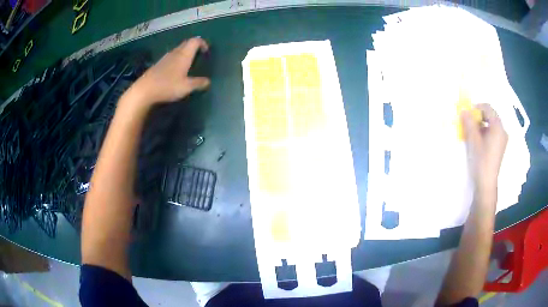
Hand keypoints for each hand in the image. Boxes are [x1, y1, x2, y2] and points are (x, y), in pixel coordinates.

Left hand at [127, 37, 209, 106]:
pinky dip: (177, 59)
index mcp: (184, 55)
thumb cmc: (167, 86)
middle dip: (194, 47)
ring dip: (185, 53)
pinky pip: (171, 57)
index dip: (202, 43)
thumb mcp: (186, 87)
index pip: (195, 41)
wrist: (144, 90)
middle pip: (186, 43)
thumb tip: (208, 82)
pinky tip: (176, 70)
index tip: (206, 51)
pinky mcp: (158, 64)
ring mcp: (165, 58)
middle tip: (199, 56)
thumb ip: (198, 83)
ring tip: (189, 63)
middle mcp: (175, 53)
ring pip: (178, 50)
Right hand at [462, 103, 507, 191]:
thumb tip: (463, 110)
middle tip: (469, 124)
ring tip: (473, 134)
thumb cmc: (481, 161)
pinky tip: (479, 141)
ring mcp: (502, 139)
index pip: (487, 108)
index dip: (476, 108)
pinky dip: (485, 132)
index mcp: (498, 127)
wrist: (486, 184)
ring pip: (491, 124)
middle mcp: (502, 130)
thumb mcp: (473, 141)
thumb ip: (469, 123)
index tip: (467, 114)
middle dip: (479, 116)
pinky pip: (493, 133)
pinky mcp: (500, 147)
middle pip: (490, 115)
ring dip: (481, 125)